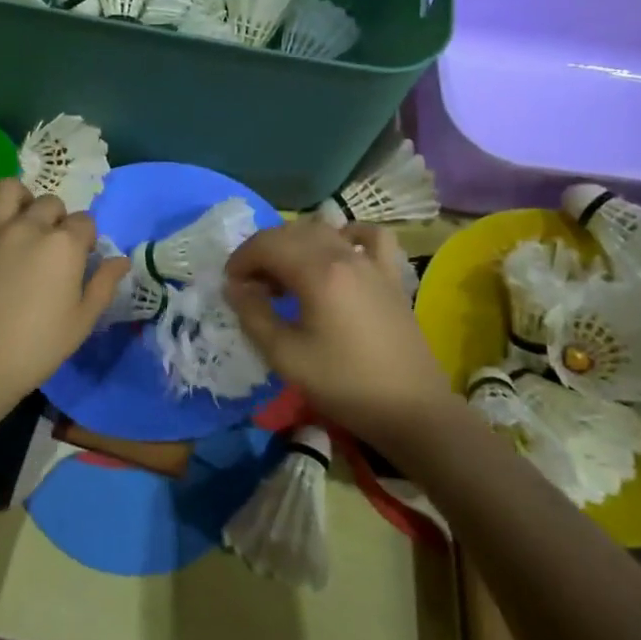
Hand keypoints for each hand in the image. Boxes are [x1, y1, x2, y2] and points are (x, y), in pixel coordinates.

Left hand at [0, 179, 127, 431]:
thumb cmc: (35, 349)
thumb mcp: (82, 322)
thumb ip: (104, 284)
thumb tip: (122, 260)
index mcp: (64, 246)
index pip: (85, 222)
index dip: (85, 240)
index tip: (79, 261)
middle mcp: (29, 227)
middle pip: (51, 204)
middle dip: (57, 221)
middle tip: (50, 249)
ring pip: (10, 189)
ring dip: (21, 200)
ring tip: (21, 222)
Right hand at [225, 220, 453, 446]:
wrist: (411, 410)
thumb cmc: (344, 385)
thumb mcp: (285, 356)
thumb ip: (254, 315)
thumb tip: (235, 287)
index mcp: (317, 272)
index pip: (267, 245)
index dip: (241, 259)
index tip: (230, 286)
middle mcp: (344, 255)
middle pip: (292, 232)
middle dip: (263, 251)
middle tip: (251, 286)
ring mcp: (371, 262)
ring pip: (324, 230)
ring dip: (295, 243)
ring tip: (285, 276)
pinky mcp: (390, 276)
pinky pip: (368, 237)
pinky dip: (347, 235)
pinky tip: (338, 253)